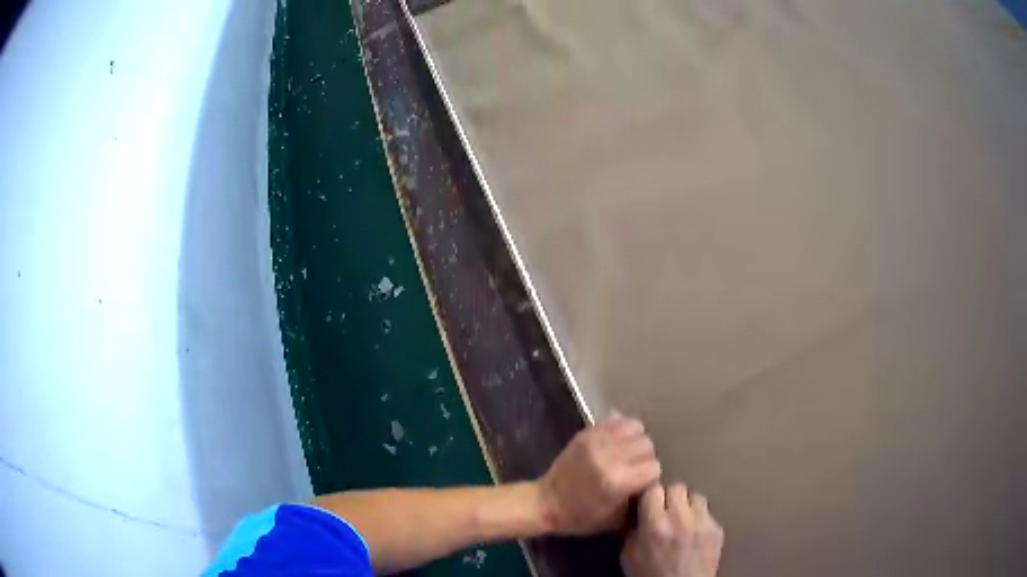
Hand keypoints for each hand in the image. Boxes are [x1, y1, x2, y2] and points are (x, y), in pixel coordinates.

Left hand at [537, 413, 661, 534]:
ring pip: (636, 428)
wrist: (547, 502)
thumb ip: (640, 498)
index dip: (651, 477)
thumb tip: (655, 480)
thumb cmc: (582, 516)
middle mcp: (609, 457)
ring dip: (636, 441)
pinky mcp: (587, 432)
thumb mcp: (617, 519)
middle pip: (647, 445)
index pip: (654, 467)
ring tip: (628, 454)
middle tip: (636, 468)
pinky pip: (618, 420)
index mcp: (617, 481)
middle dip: (646, 458)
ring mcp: (597, 441)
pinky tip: (618, 443)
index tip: (642, 483)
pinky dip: (623, 429)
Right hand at [621, 483, 724, 576]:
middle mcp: (681, 518)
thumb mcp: (628, 555)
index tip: (647, 504)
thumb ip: (633, 530)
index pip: (653, 489)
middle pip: (677, 487)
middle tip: (664, 510)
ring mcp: (703, 522)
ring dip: (687, 505)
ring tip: (682, 519)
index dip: (649, 495)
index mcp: (655, 525)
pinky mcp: (717, 529)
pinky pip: (707, 513)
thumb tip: (638, 514)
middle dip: (669, 496)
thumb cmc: (649, 575)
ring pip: (696, 496)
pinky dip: (699, 519)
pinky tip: (693, 532)